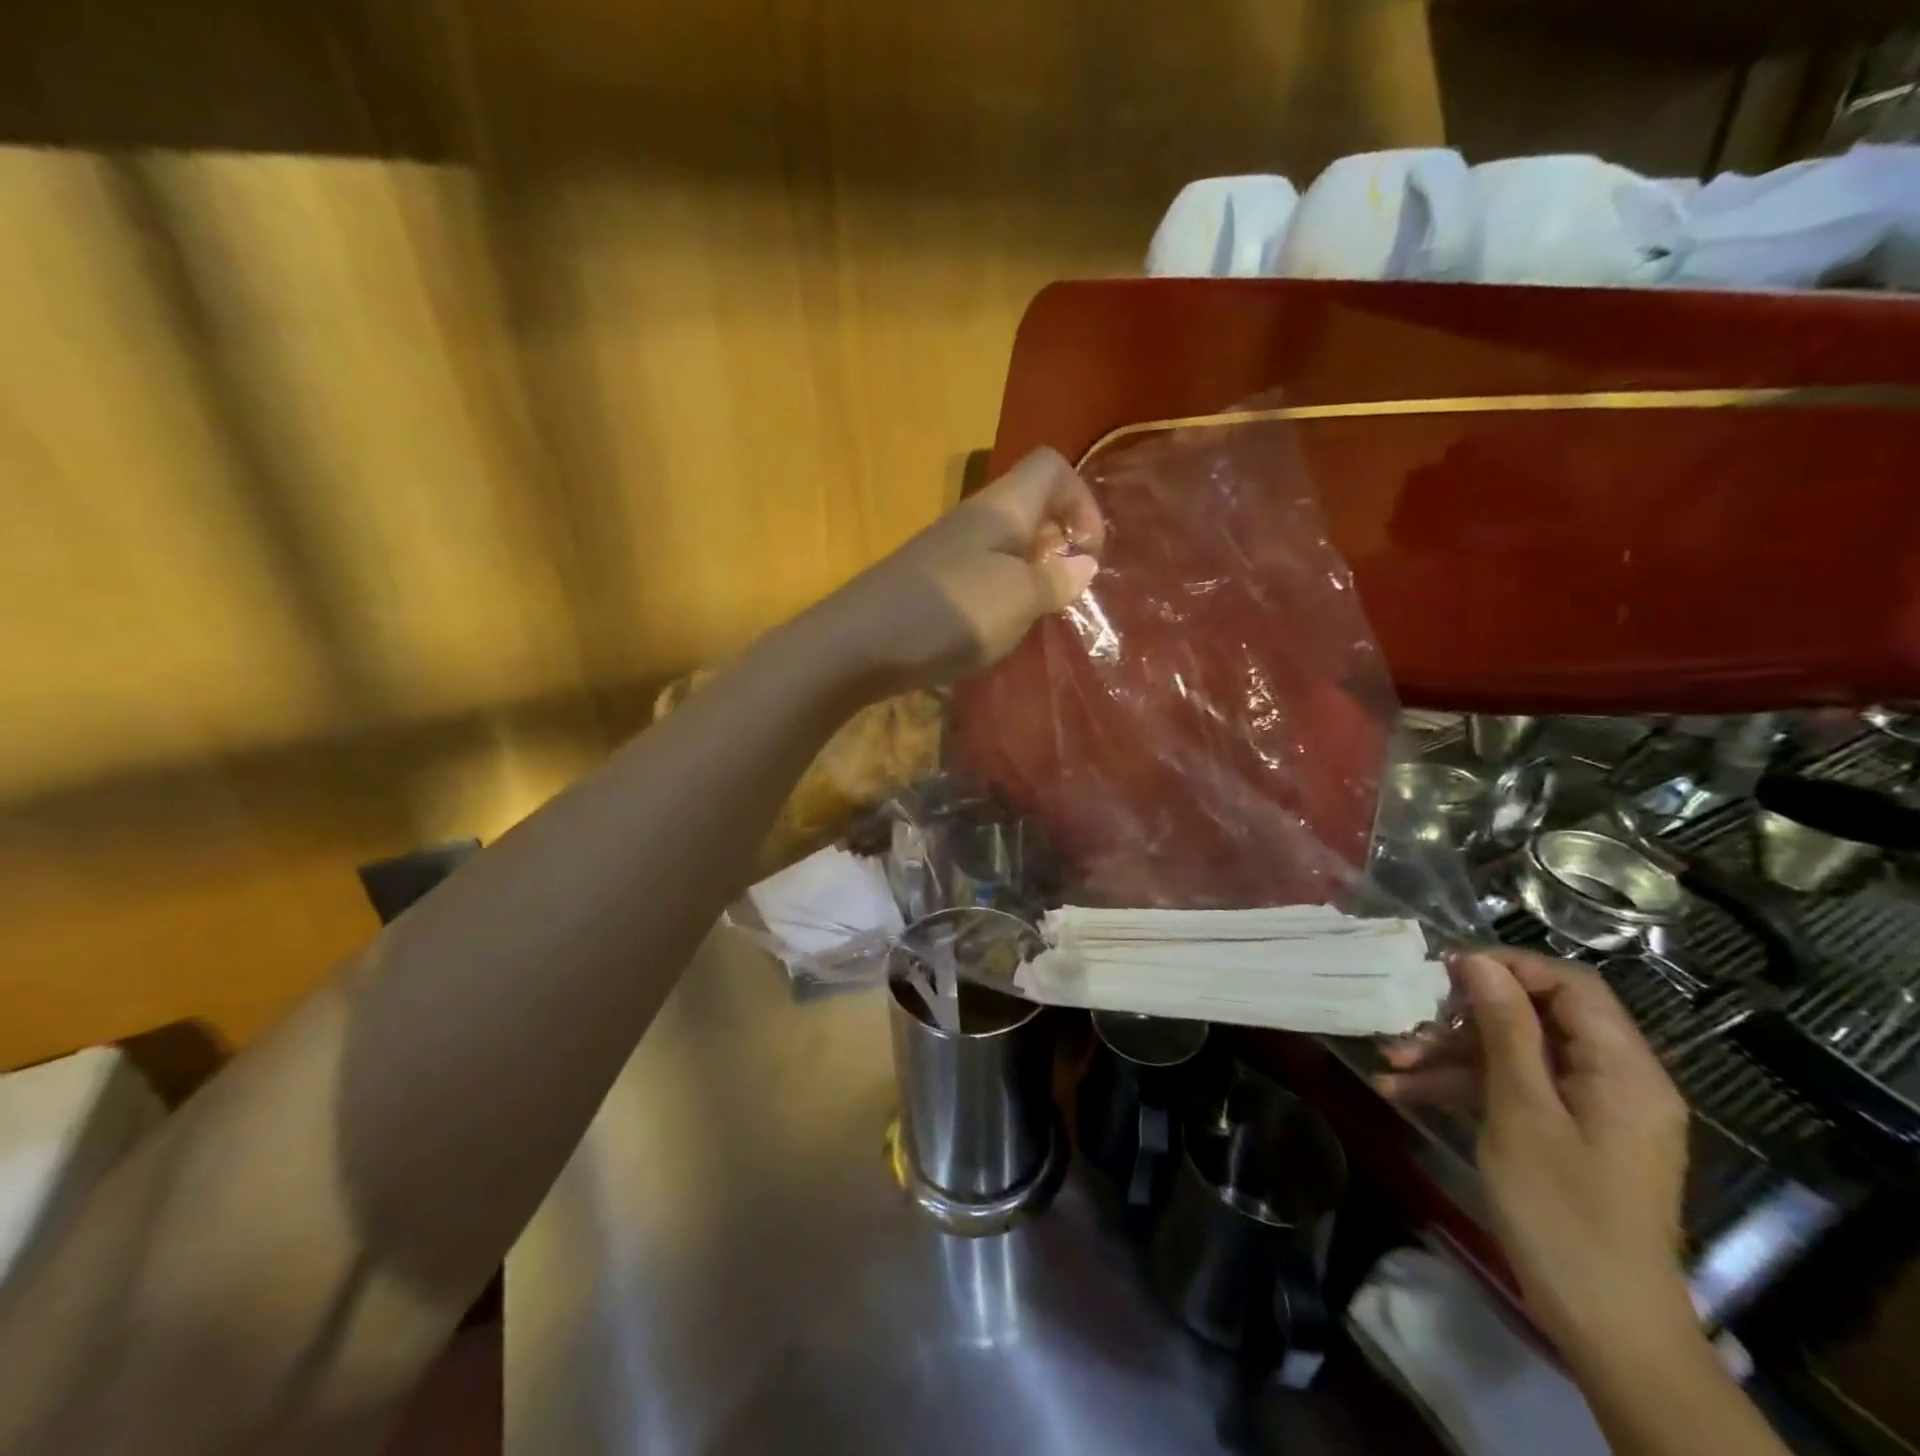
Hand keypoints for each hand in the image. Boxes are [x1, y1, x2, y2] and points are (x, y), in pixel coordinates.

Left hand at [817, 447, 1104, 691]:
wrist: (858, 645)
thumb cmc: (950, 614)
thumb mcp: (1018, 598)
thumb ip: (1057, 579)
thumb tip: (1083, 563)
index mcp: (1002, 507)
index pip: (1052, 467)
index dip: (1082, 500)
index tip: (1088, 553)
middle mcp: (974, 518)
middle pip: (1032, 505)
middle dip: (1060, 542)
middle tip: (1064, 588)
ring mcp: (948, 550)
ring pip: (1007, 543)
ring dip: (1031, 573)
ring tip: (1033, 614)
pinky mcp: (932, 581)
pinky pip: (982, 573)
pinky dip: (1001, 593)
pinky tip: (996, 628)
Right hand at [1379, 949, 1693, 1358]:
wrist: (1604, 1323)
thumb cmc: (1562, 1210)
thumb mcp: (1521, 1110)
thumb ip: (1504, 1029)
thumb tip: (1478, 962)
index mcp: (1623, 1069)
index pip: (1571, 985)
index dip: (1508, 967)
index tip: (1445, 972)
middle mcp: (1613, 1079)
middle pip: (1537, 1017)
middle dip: (1466, 1015)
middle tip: (1411, 1020)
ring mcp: (1589, 1109)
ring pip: (1515, 1053)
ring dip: (1452, 1053)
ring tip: (1392, 1062)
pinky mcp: (1566, 1133)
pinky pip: (1514, 1089)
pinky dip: (1464, 1087)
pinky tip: (1406, 1093)